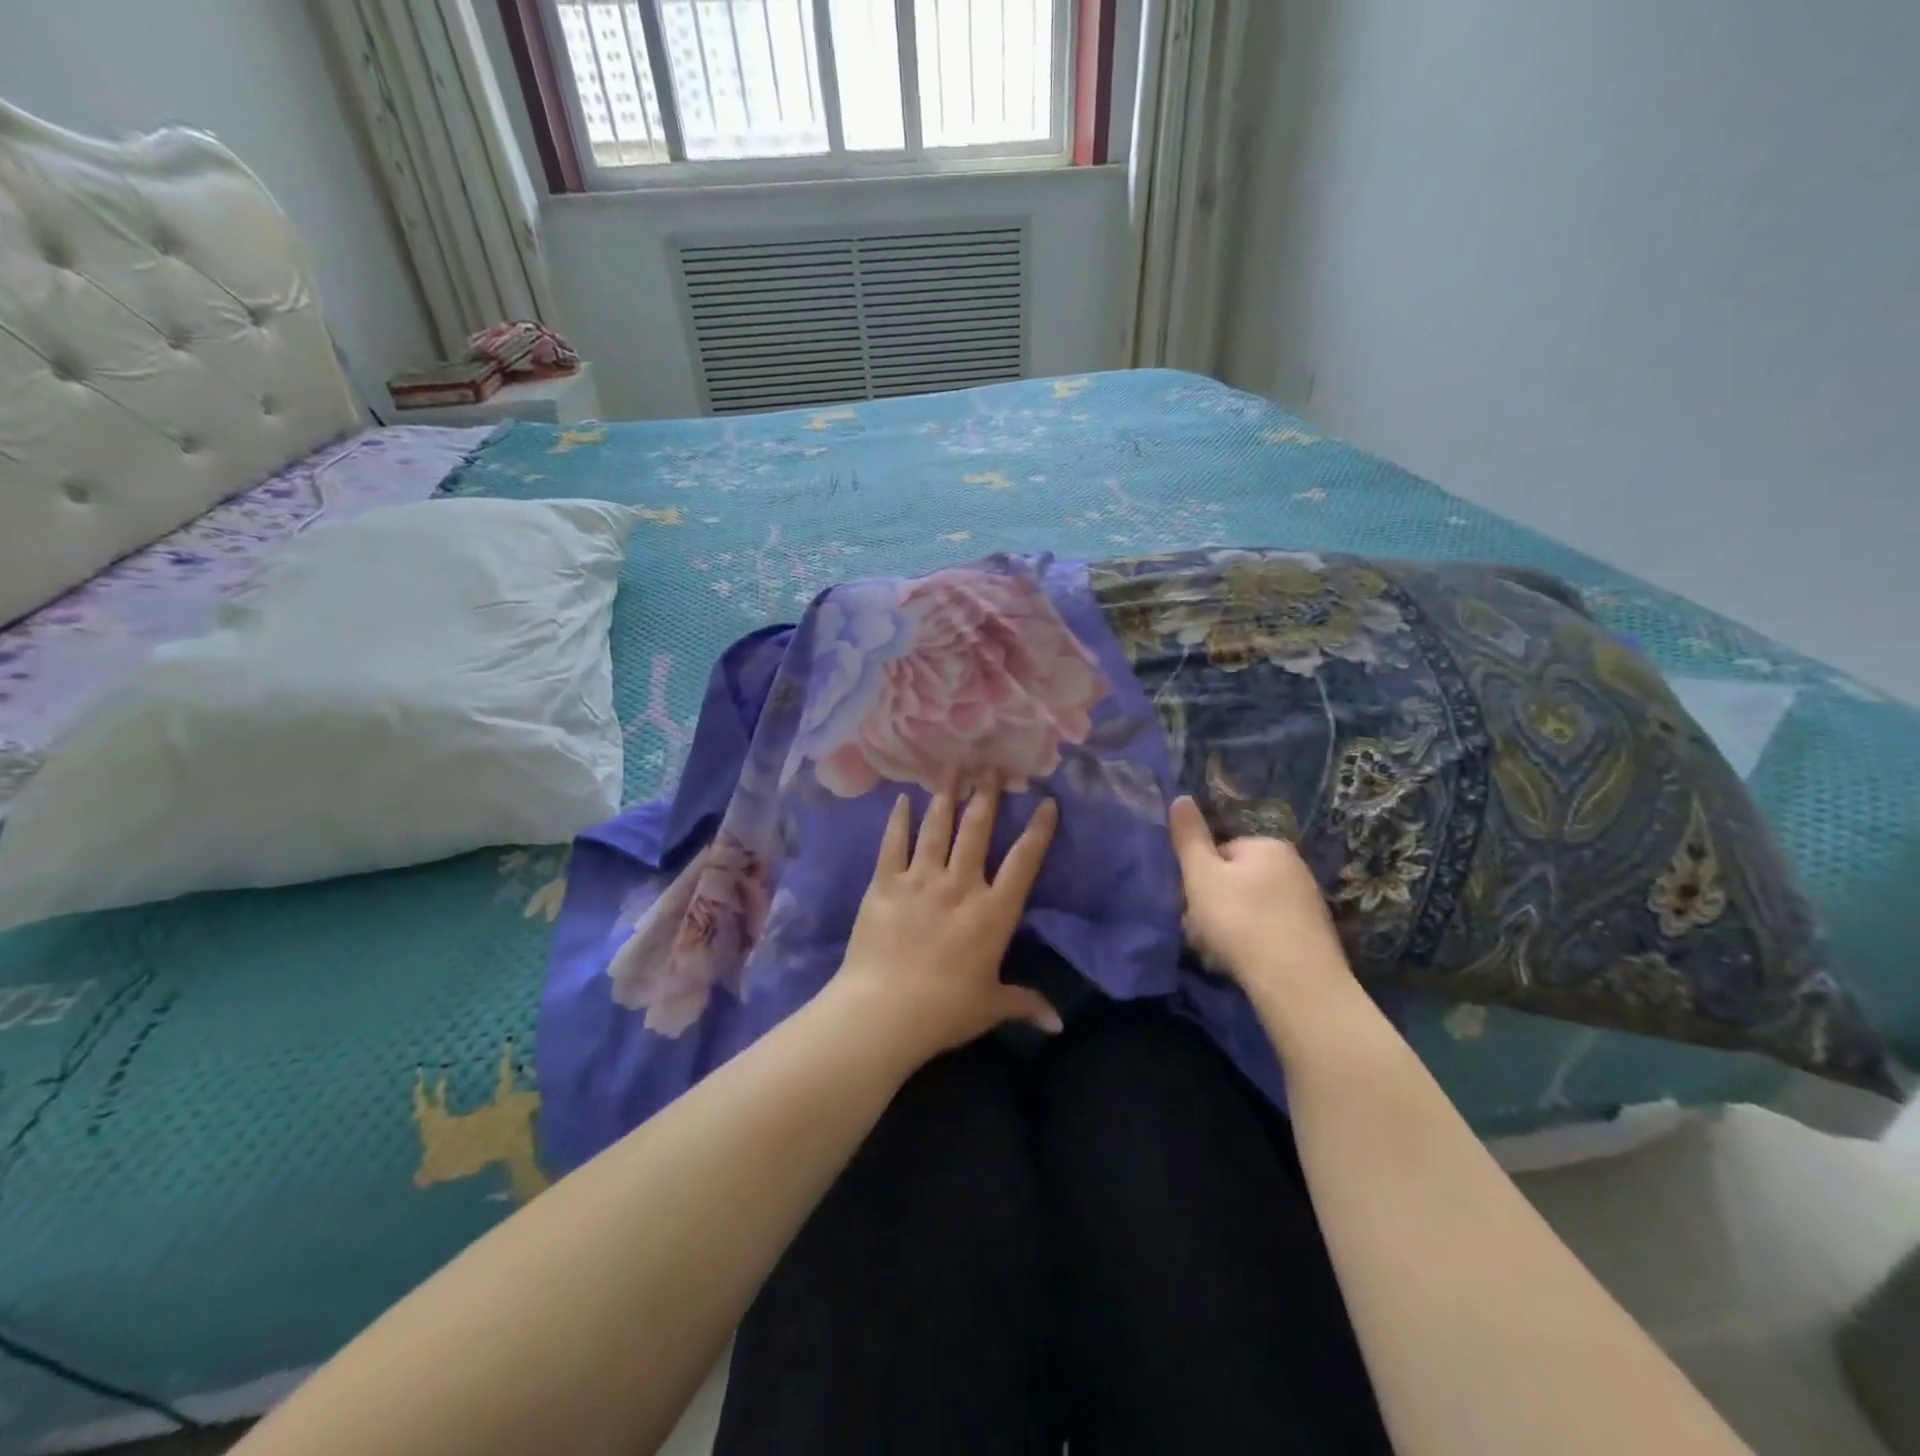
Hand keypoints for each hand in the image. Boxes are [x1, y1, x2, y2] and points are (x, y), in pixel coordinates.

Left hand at [827, 778, 1061, 1067]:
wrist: (884, 1011)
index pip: (1024, 861)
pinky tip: (903, 798)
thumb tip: (1058, 1024)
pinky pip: (893, 844)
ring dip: (946, 794)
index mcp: (993, 912)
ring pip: (937, 827)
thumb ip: (1025, 1004)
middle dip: (986, 793)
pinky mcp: (885, 883)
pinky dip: (899, 820)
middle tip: (992, 764)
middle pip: (977, 829)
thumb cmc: (945, 1011)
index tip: (1046, 800)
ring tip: (953, 766)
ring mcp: (920, 879)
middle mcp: (960, 884)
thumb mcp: (990, 1006)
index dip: (1038, 829)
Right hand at [1168, 795, 1351, 992]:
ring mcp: (1307, 903)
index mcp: (1268, 845)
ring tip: (1218, 953)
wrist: (1297, 983)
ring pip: (1250, 908)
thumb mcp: (1202, 876)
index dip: (1199, 877)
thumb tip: (1181, 798)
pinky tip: (1242, 963)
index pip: (1220, 852)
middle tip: (1200, 932)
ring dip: (1229, 926)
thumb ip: (1189, 837)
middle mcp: (1294, 866)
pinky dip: (1252, 943)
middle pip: (1235, 880)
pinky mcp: (1313, 936)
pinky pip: (1269, 930)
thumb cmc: (1241, 920)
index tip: (1189, 903)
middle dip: (1213, 903)